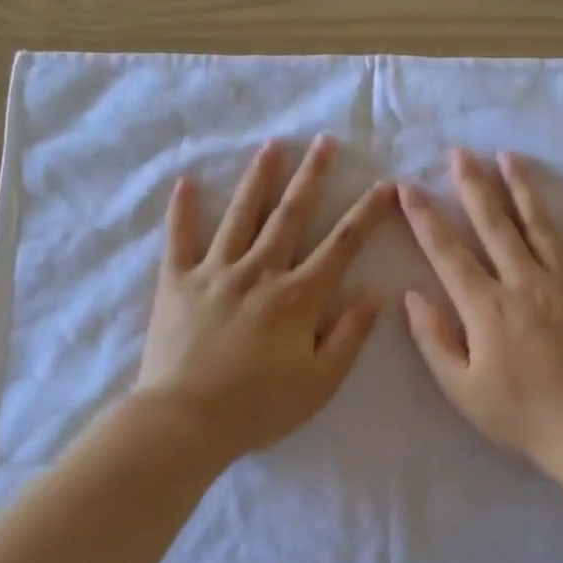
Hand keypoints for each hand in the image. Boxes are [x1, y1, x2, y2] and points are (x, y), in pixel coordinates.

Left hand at [136, 137, 394, 461]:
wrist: (186, 420)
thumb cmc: (260, 406)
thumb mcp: (321, 381)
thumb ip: (350, 334)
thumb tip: (374, 291)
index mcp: (298, 296)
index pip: (341, 244)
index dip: (366, 213)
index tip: (385, 185)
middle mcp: (259, 271)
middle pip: (291, 214)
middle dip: (312, 176)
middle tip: (325, 142)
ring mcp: (215, 272)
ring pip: (241, 215)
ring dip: (259, 178)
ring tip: (272, 146)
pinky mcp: (177, 282)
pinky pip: (179, 238)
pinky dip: (182, 210)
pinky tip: (186, 182)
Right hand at [400, 149, 562, 481]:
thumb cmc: (520, 415)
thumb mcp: (462, 389)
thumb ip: (434, 340)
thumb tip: (412, 296)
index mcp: (487, 306)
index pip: (447, 252)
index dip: (424, 217)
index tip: (407, 186)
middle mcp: (525, 283)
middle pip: (494, 225)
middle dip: (473, 186)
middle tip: (460, 152)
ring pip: (542, 227)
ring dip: (524, 190)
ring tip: (510, 157)